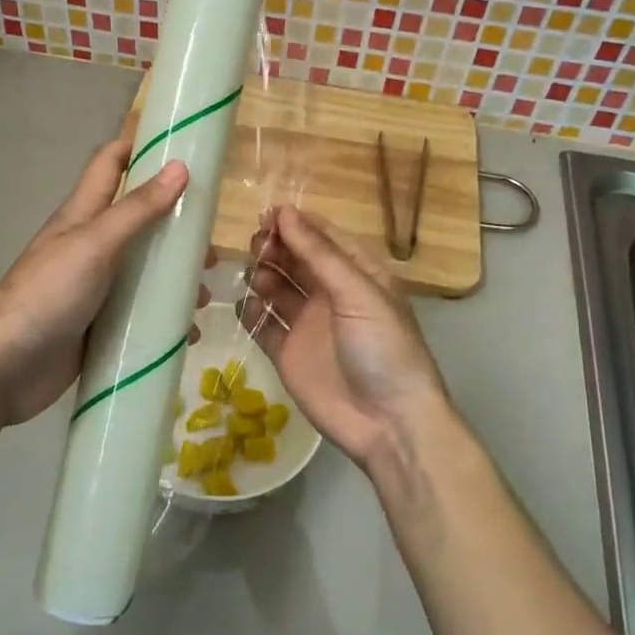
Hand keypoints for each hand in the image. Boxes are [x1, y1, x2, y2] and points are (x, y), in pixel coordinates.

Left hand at [0, 138, 197, 425]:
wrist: (5, 369)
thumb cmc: (47, 294)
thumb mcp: (95, 244)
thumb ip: (137, 209)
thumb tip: (180, 166)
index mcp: (83, 215)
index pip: (110, 163)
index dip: (140, 147)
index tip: (184, 146)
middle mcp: (91, 246)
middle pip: (139, 220)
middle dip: (176, 224)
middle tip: (212, 240)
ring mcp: (96, 288)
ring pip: (145, 271)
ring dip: (176, 278)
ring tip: (207, 293)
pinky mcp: (101, 326)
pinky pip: (141, 315)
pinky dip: (166, 319)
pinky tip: (189, 331)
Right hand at [240, 206, 453, 474]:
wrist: (388, 423)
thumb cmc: (383, 348)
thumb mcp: (358, 293)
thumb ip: (318, 254)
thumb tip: (284, 212)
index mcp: (356, 273)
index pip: (321, 236)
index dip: (294, 224)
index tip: (267, 216)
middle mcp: (330, 293)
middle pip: (294, 258)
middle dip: (274, 247)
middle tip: (258, 247)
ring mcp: (307, 323)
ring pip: (276, 287)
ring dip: (262, 275)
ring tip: (255, 276)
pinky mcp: (287, 352)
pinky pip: (263, 324)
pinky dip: (251, 312)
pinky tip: (245, 305)